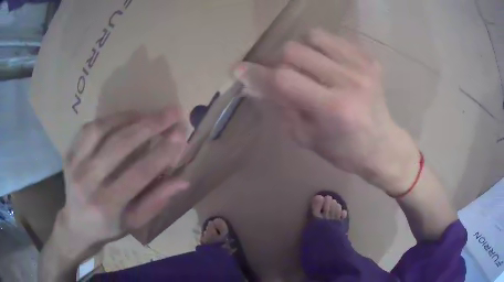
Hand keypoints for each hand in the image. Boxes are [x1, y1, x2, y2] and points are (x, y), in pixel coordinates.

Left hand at [53, 108, 188, 260]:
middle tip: (172, 112)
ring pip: (102, 131)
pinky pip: (88, 129)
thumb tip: (183, 180)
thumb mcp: (135, 222)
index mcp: (107, 205)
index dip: (162, 152)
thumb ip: (156, 201)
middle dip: (150, 125)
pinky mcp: (69, 154)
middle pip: (119, 146)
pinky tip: (124, 118)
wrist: (76, 225)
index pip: (138, 174)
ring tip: (149, 114)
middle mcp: (88, 182)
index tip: (181, 134)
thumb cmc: (109, 227)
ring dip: (129, 118)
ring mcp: (75, 165)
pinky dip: (109, 119)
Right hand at [235, 29, 418, 194]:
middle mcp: (349, 81)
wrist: (383, 146)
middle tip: (288, 77)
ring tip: (310, 67)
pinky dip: (323, 47)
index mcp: (333, 109)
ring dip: (303, 50)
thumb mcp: (306, 137)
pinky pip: (334, 38)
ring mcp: (362, 66)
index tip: (240, 70)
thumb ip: (279, 107)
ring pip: (314, 36)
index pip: (284, 79)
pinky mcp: (370, 59)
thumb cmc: (344, 151)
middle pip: (295, 50)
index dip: (259, 74)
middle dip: (281, 62)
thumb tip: (252, 83)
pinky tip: (328, 64)